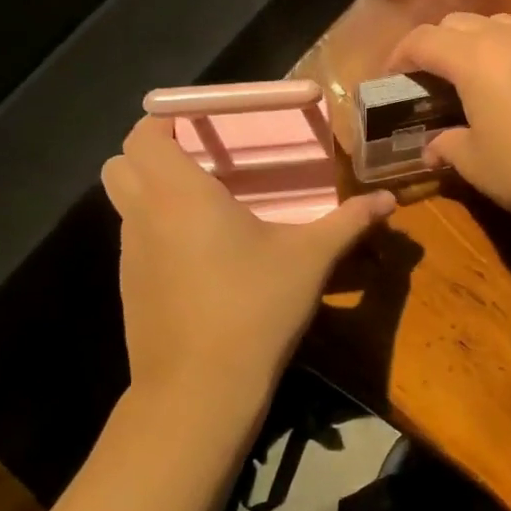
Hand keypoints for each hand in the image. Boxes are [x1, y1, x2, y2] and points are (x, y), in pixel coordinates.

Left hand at [102, 117, 393, 412]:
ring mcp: (131, 256)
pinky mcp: (131, 289)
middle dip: (153, 154)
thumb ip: (348, 222)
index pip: (143, 135)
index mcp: (179, 194)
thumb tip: (389, 200)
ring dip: (155, 193)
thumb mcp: (311, 259)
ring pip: (126, 204)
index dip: (164, 120)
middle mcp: (144, 216)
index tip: (201, 125)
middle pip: (121, 164)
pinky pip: (137, 241)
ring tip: (209, 208)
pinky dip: (159, 232)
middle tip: (203, 163)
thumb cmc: (254, 307)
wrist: (200, 390)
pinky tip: (204, 258)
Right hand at [387, 12, 510, 225]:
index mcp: (475, 59)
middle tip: (432, 79)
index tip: (391, 77)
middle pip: (460, 22)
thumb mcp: (479, 165)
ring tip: (478, 77)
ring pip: (501, 24)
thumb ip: (449, 148)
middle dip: (437, 44)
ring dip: (478, 43)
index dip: (399, 55)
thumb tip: (433, 148)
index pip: (423, 40)